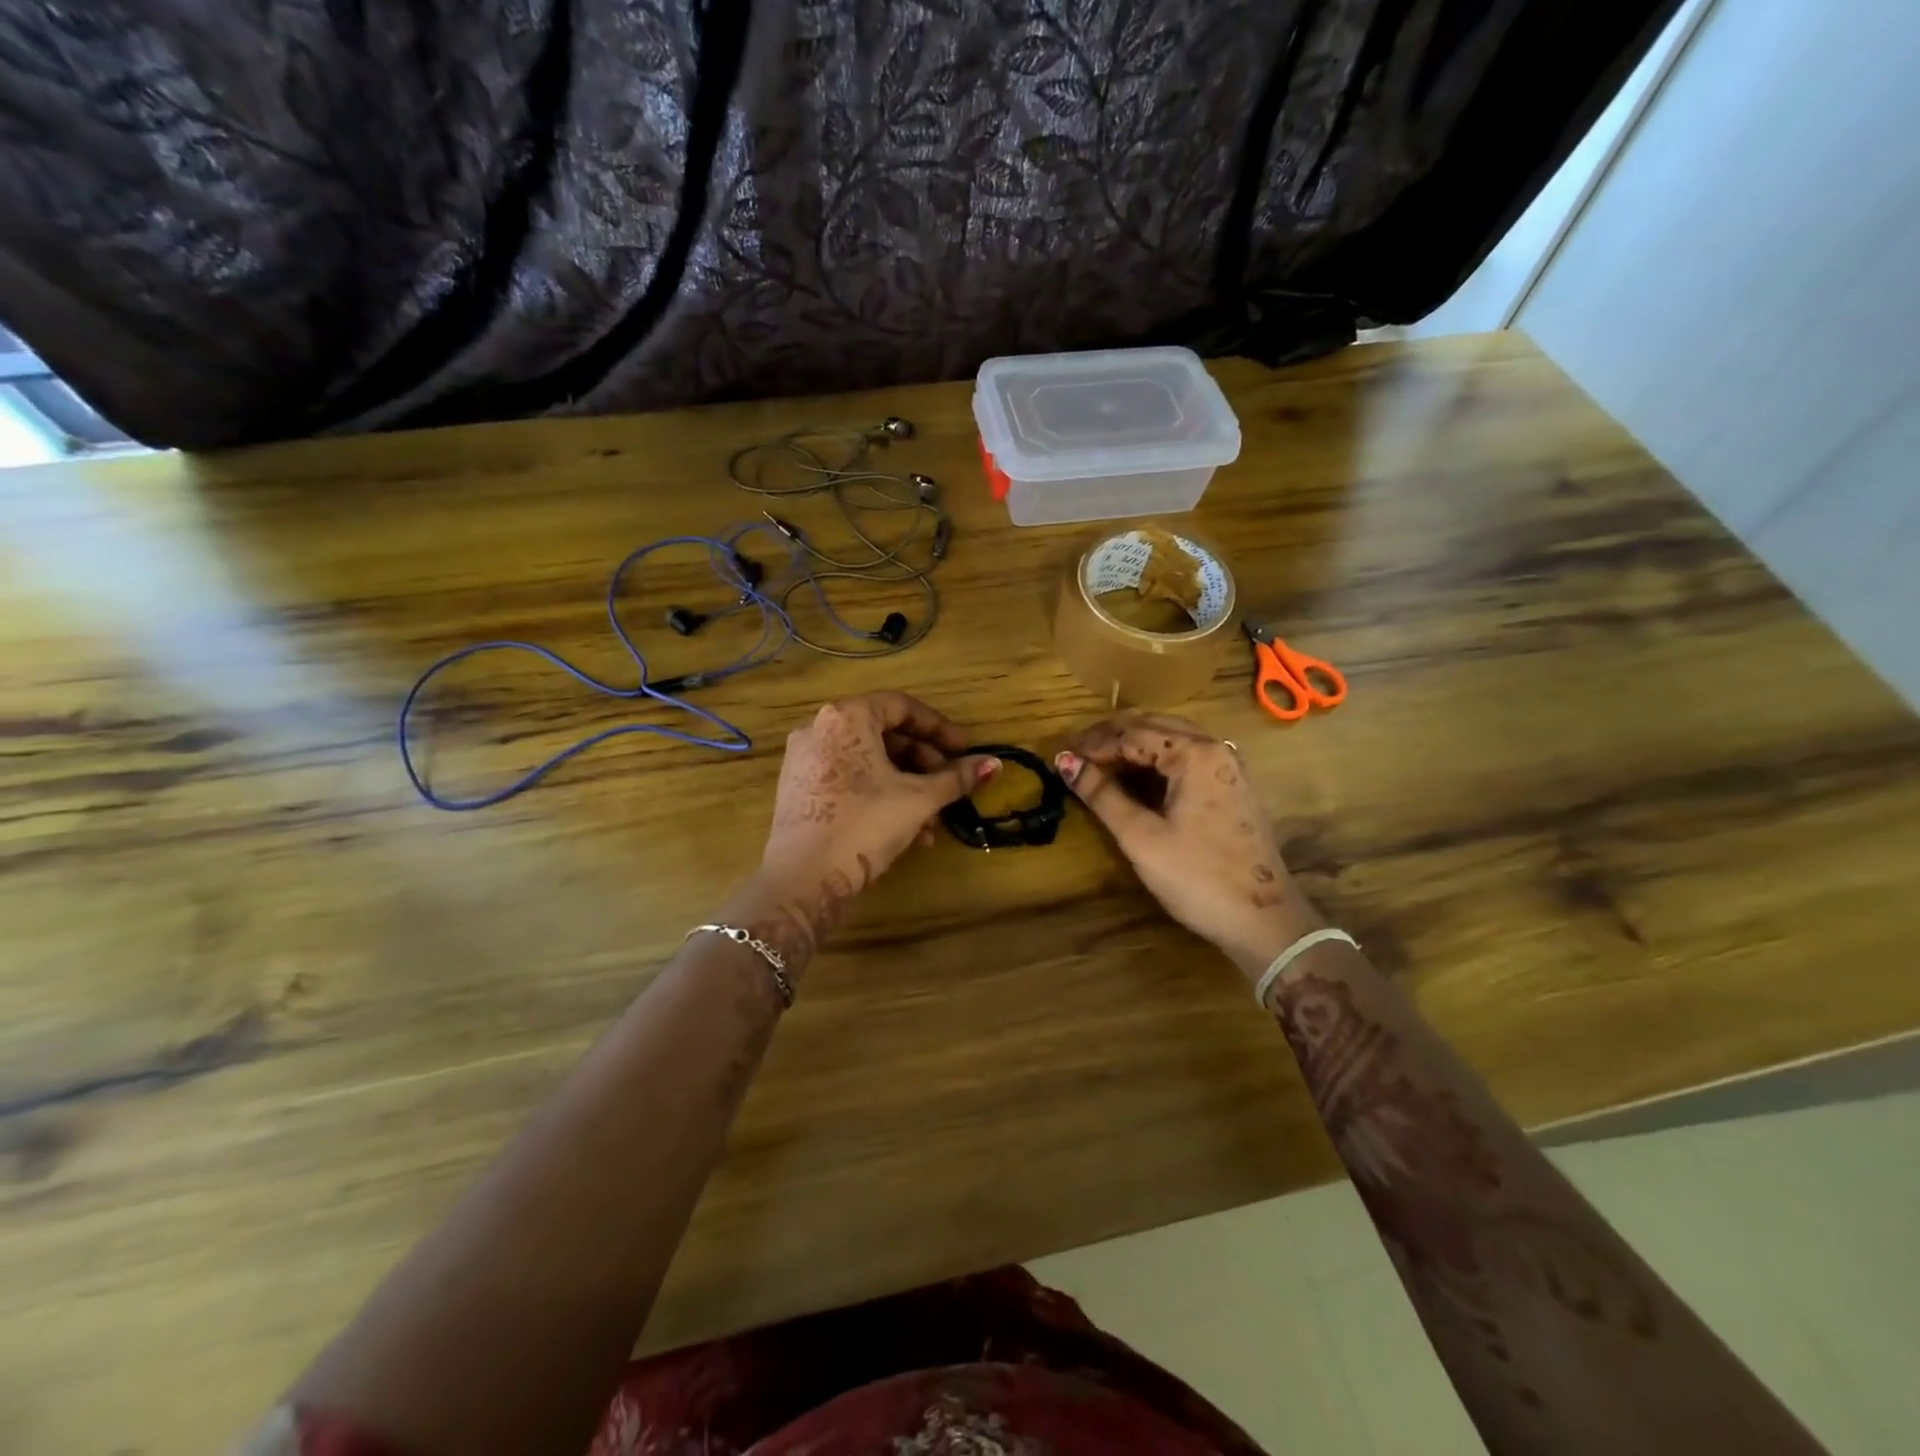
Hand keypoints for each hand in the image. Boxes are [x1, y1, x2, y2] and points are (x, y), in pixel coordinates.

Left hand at [761, 691, 997, 901]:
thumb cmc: (865, 825)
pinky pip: (848, 778)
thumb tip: (994, 763)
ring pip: (868, 761)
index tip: (964, 751)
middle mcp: (819, 728)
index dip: (939, 729)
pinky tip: (905, 830)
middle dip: (923, 763)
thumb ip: (956, 778)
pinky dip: (879, 794)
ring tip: (931, 820)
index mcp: (846, 717)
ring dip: (906, 785)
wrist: (803, 880)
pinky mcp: (798, 788)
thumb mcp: (919, 799)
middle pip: (884, 734)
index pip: (902, 706)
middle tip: (948, 786)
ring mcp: (804, 759)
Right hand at [1056, 713, 1321, 980]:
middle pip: (1153, 726)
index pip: (1132, 733)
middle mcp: (1215, 748)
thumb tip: (1065, 762)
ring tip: (1096, 764)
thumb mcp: (1141, 837)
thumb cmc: (1197, 877)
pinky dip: (1153, 762)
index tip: (1060, 756)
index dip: (1093, 744)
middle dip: (1110, 738)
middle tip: (1074, 756)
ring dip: (1131, 747)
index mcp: (1195, 753)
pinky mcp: (1230, 787)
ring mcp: (1227, 767)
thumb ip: (1101, 794)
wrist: (1264, 920)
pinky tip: (1132, 778)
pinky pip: (1185, 758)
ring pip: (1170, 739)